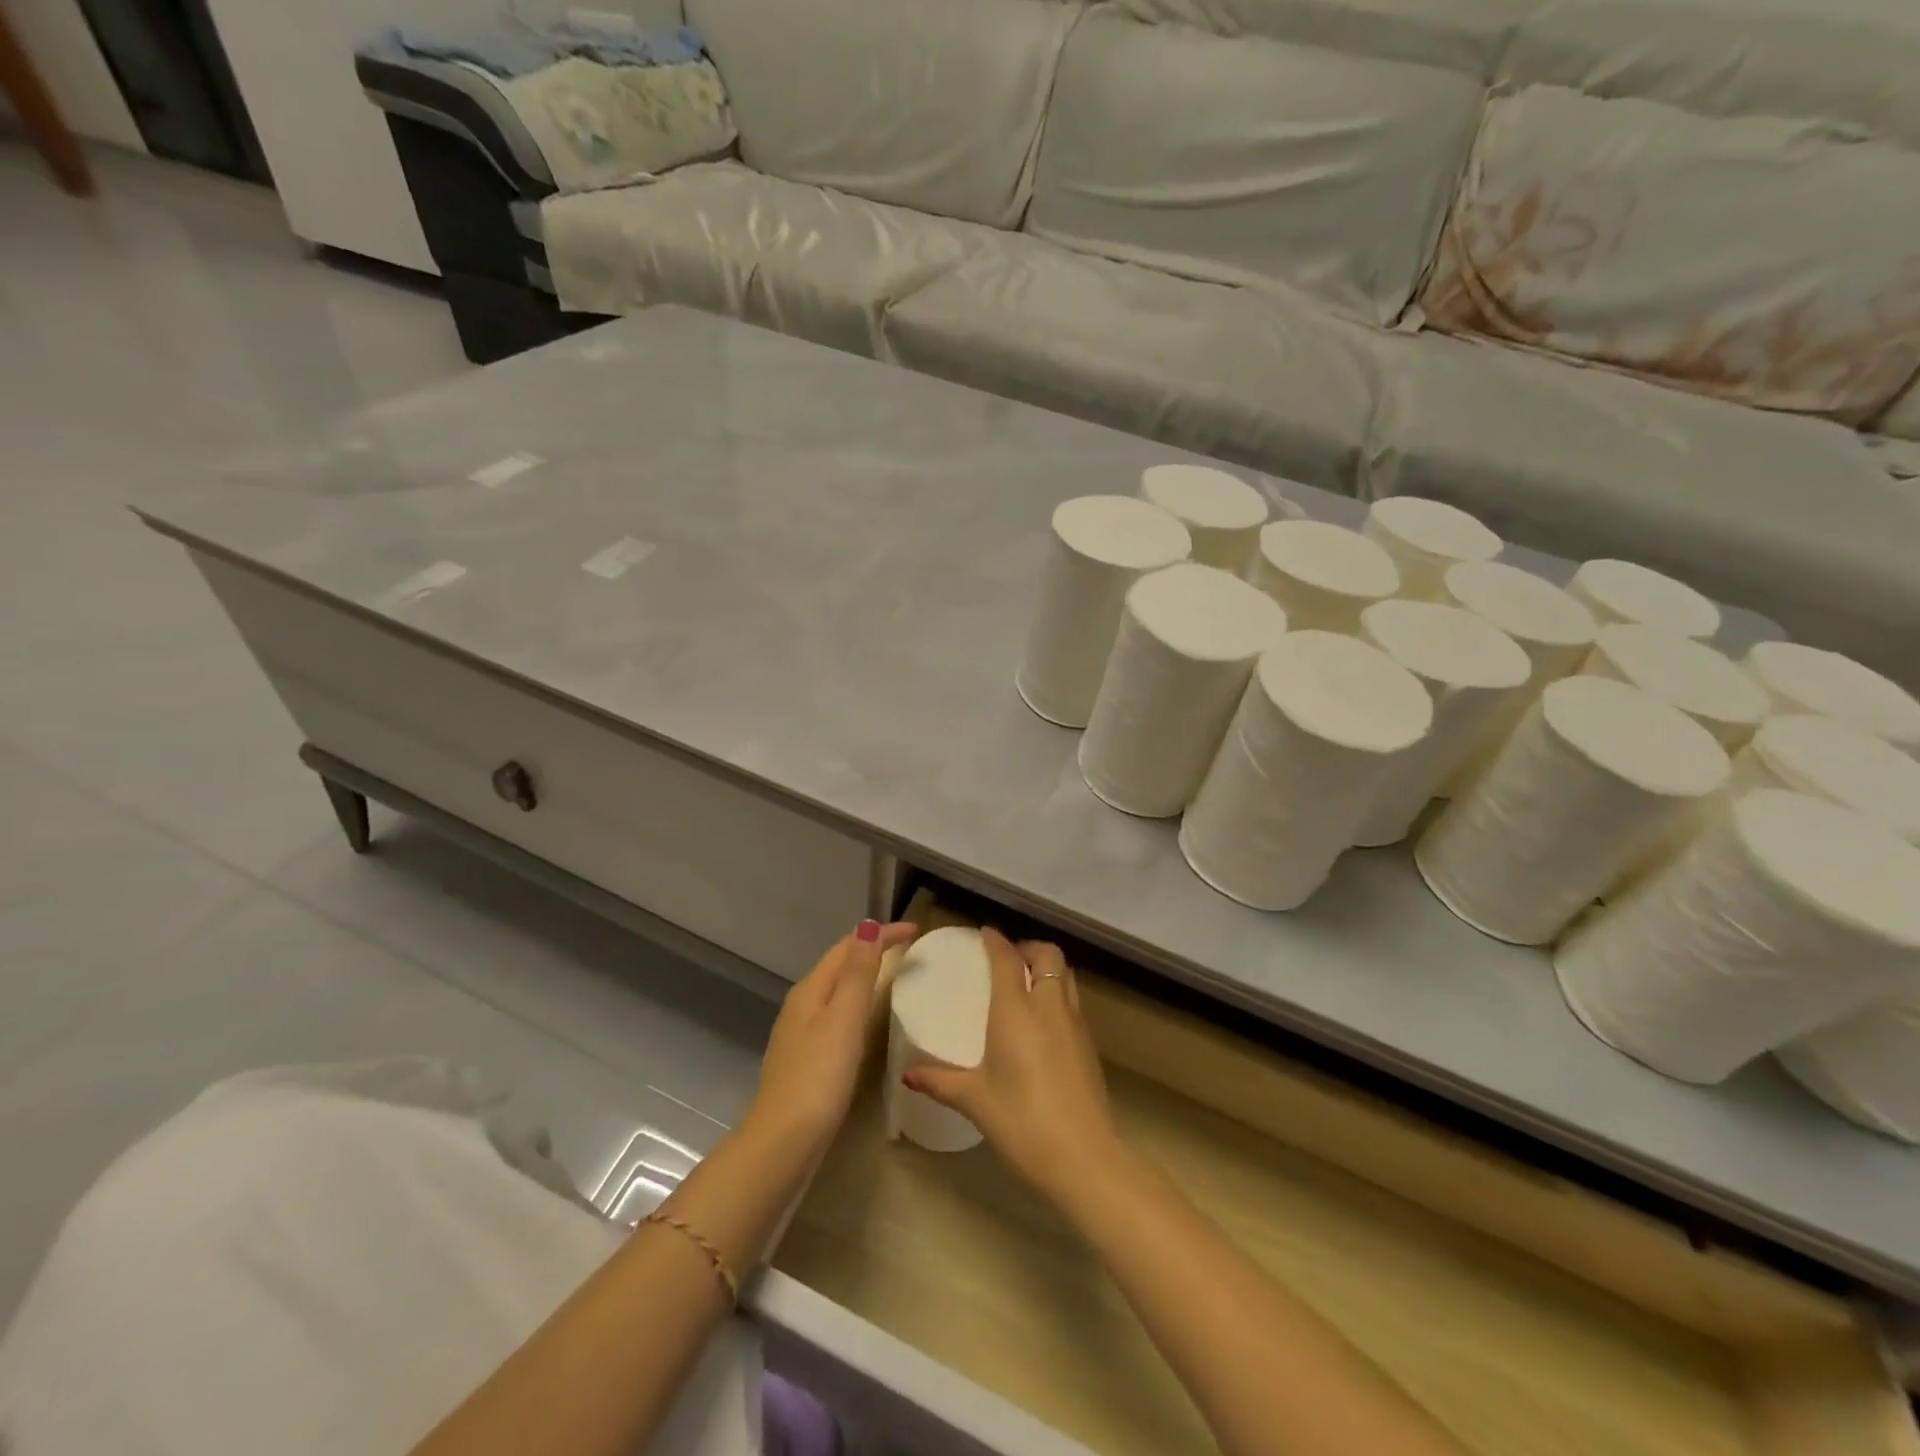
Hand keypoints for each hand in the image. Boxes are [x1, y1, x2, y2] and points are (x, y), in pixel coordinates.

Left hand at [751, 920, 917, 1155]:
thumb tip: (868, 927)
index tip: (917, 930)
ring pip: (837, 990)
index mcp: (811, 989)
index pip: (848, 946)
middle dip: (872, 949)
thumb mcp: (844, 1019)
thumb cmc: (819, 1076)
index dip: (881, 934)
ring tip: (895, 976)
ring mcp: (801, 1033)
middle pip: (840, 964)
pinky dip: (858, 1004)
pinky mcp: (807, 1059)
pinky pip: (837, 1015)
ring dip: (864, 976)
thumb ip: (858, 973)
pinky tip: (869, 1022)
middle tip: (909, 949)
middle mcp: (802, 1005)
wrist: (784, 1143)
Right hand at [903, 929, 1121, 1203]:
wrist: (1084, 1157)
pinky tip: (1043, 1021)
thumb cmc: (1022, 1121)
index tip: (984, 933)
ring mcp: (1075, 1024)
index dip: (996, 940)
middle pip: (1048, 955)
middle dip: (1028, 947)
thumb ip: (940, 1081)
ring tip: (1026, 982)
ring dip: (1047, 967)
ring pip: (1066, 975)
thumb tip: (908, 1075)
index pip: (1007, 958)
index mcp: (1017, 1010)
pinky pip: (1073, 1002)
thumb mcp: (975, 1100)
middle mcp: (1049, 1006)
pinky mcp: (1089, 1045)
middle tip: (1008, 958)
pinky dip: (1058, 993)